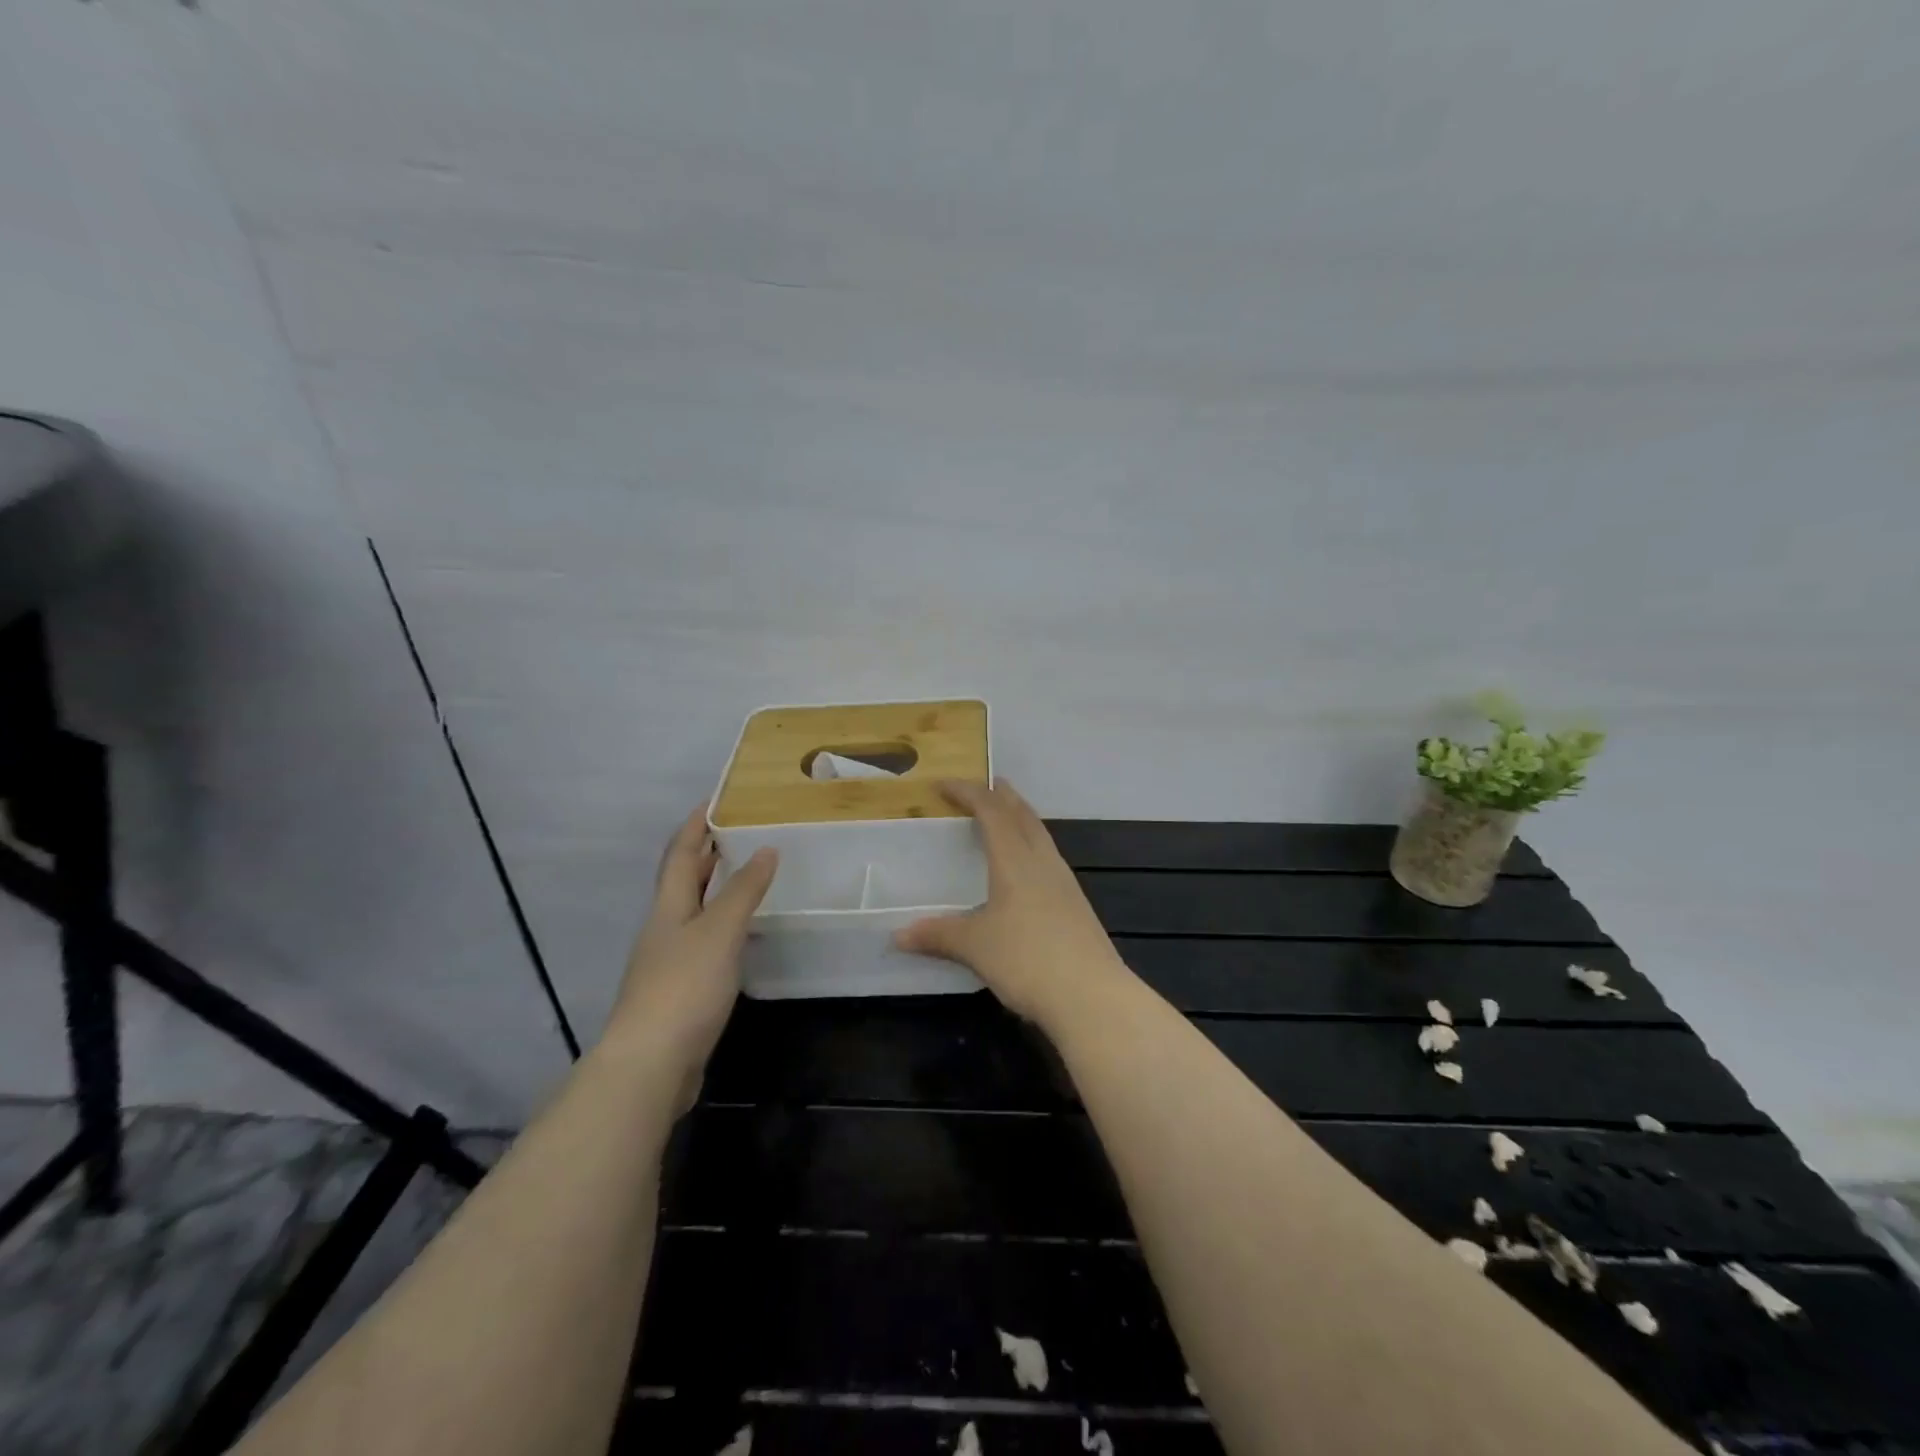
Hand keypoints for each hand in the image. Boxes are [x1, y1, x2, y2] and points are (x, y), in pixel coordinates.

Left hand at [604, 807, 776, 1108]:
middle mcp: (665, 927)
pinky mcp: (682, 990)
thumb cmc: (684, 986)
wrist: (650, 1064)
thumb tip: (766, 849)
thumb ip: (743, 891)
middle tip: (741, 831)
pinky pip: (706, 942)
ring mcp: (670, 960)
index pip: (681, 854)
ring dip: (717, 889)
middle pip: (684, 881)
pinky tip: (744, 933)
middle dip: (707, 854)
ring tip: (749, 874)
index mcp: (669, 907)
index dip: (696, 826)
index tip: (715, 800)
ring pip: (695, 911)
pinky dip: (724, 926)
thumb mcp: (719, 931)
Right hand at [894, 778, 1132, 1032]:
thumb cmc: (1027, 959)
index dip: (968, 792)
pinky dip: (1032, 847)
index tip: (943, 784)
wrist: (1092, 996)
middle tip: (987, 784)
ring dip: (1021, 819)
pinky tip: (1027, 869)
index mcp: (1015, 860)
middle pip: (1023, 815)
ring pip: (1040, 836)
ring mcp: (1064, 883)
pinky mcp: (1076, 906)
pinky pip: (1049, 859)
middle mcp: (1043, 862)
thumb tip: (897, 936)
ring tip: (1006, 818)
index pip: (991, 811)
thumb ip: (938, 935)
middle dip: (1003, 796)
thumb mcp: (975, 946)